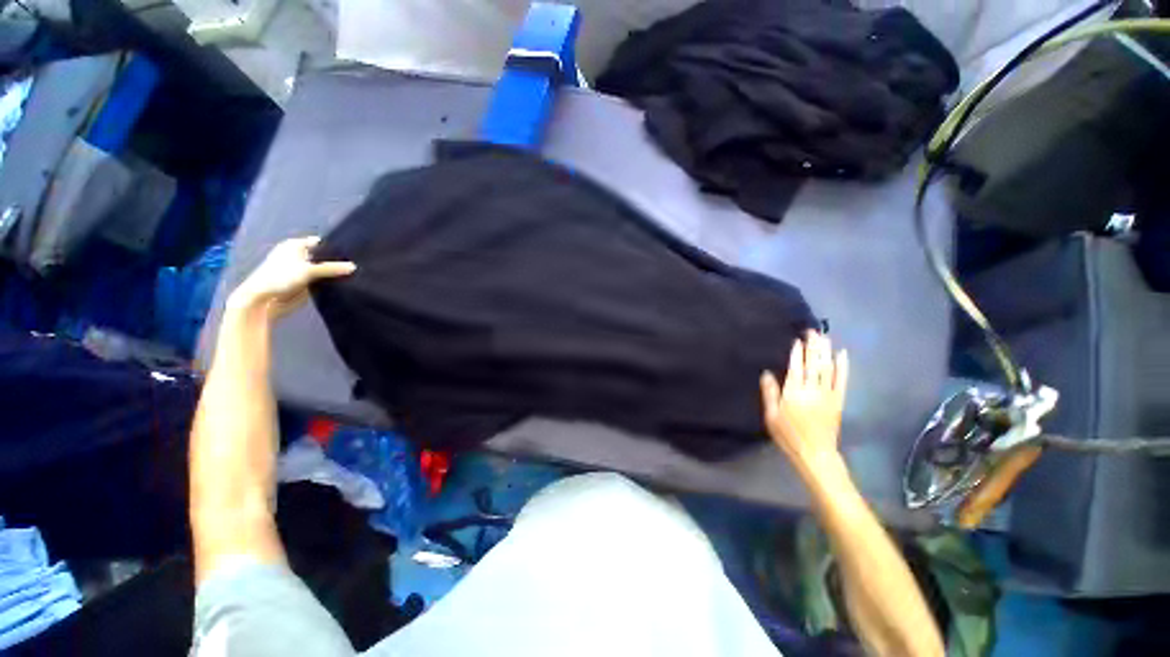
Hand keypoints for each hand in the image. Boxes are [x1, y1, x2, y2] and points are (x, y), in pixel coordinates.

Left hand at [230, 236, 355, 316]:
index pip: (321, 243)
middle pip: (324, 257)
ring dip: (335, 273)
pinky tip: (345, 283)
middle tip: (359, 264)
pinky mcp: (306, 284)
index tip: (355, 253)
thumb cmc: (279, 278)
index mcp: (295, 246)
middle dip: (337, 261)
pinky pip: (323, 280)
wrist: (263, 301)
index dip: (336, 247)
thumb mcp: (307, 270)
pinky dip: (331, 282)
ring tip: (356, 274)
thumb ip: (331, 268)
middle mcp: (299, 256)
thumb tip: (354, 267)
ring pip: (324, 270)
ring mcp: (302, 271)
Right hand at [760, 331, 848, 469]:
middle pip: (813, 363)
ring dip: (826, 351)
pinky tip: (842, 354)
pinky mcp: (838, 401)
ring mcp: (828, 394)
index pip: (796, 367)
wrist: (815, 453)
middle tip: (813, 331)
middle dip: (813, 346)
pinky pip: (842, 380)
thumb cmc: (788, 435)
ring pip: (827, 368)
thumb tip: (766, 372)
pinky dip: (843, 366)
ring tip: (825, 336)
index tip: (798, 339)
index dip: (797, 352)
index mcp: (793, 393)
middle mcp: (812, 390)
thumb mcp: (771, 416)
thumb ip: (770, 393)